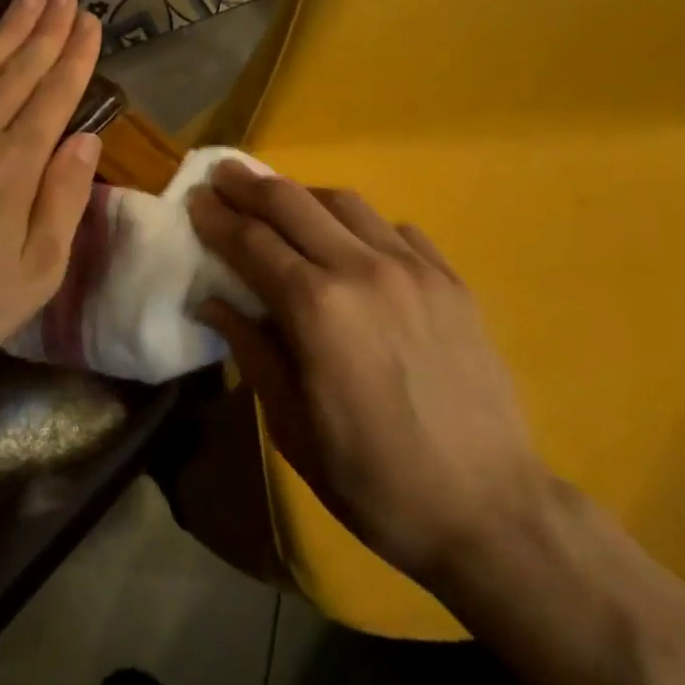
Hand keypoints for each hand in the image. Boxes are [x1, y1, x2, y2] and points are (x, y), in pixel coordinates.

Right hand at [189, 164, 545, 586]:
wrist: (490, 509)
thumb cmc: (374, 479)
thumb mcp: (293, 426)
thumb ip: (251, 351)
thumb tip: (212, 301)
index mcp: (316, 308)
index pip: (252, 242)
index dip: (217, 217)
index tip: (194, 198)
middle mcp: (362, 269)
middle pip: (293, 203)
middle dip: (250, 185)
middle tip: (224, 174)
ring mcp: (414, 269)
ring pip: (346, 203)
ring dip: (304, 196)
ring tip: (282, 203)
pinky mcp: (451, 280)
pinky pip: (397, 229)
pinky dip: (361, 225)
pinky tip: (353, 242)